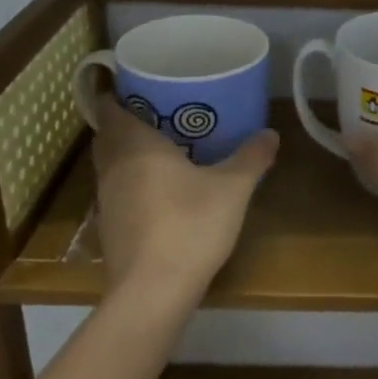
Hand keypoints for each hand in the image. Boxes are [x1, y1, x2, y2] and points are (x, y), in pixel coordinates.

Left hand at [90, 95, 278, 298]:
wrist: (153, 292)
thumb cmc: (190, 225)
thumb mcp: (232, 188)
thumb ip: (251, 158)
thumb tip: (270, 133)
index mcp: (135, 146)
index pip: (110, 108)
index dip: (117, 94)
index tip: (138, 86)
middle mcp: (113, 168)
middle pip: (108, 136)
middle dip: (126, 122)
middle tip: (159, 113)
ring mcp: (107, 201)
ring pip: (111, 165)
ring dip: (128, 154)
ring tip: (163, 149)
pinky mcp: (110, 230)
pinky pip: (118, 192)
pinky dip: (132, 183)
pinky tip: (160, 192)